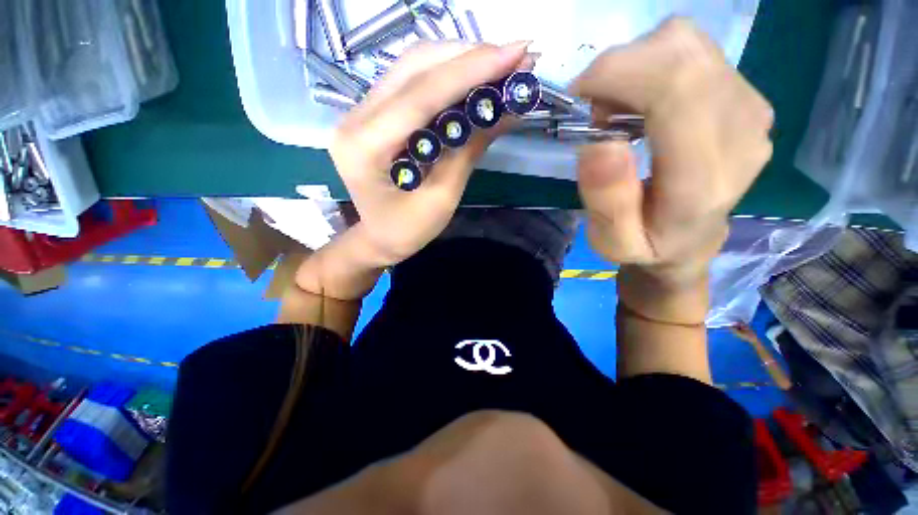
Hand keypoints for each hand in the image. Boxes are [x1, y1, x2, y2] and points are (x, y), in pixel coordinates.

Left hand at [330, 41, 530, 267]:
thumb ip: (468, 151)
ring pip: (413, 66)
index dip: (470, 71)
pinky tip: (473, 79)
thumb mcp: (441, 199)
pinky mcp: (373, 113)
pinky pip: (411, 81)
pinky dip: (446, 75)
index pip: (420, 96)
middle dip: (469, 57)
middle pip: (414, 68)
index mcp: (365, 148)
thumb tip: (507, 112)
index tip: (516, 54)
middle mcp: (355, 119)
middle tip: (515, 57)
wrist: (377, 237)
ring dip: (460, 61)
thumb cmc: (407, 230)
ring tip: (500, 66)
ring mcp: (360, 111)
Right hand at [571, 18, 773, 288]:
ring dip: (637, 66)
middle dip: (620, 68)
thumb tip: (599, 143)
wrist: (693, 240)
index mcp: (705, 176)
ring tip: (619, 111)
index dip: (617, 73)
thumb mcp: (613, 242)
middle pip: (681, 53)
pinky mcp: (745, 94)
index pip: (675, 86)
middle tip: (597, 112)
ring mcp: (750, 106)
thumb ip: (608, 201)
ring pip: (686, 43)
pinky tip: (643, 103)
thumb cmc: (647, 244)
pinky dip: (655, 65)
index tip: (579, 97)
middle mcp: (742, 130)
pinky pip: (694, 52)